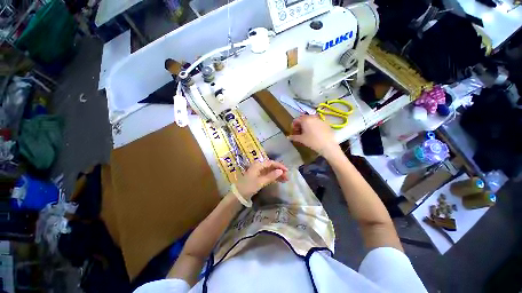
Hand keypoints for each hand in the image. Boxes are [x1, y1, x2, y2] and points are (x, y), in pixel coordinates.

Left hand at [235, 160, 288, 198]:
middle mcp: (258, 167)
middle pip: (271, 167)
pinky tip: (279, 181)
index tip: (287, 171)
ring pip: (270, 171)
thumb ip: (271, 176)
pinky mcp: (258, 177)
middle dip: (279, 171)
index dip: (279, 166)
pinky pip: (268, 175)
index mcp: (258, 165)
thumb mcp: (260, 182)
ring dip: (277, 175)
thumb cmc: (248, 187)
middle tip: (287, 177)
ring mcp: (258, 172)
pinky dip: (273, 178)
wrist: (238, 195)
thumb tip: (281, 171)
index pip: (271, 163)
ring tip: (285, 180)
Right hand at [288, 115, 340, 158]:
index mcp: (305, 119)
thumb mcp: (301, 139)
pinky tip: (314, 134)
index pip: (296, 120)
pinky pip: (317, 123)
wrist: (328, 145)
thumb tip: (288, 137)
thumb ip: (294, 137)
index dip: (293, 126)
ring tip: (306, 133)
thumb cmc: (312, 141)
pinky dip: (313, 126)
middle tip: (299, 132)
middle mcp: (312, 117)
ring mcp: (320, 119)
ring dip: (306, 125)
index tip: (293, 132)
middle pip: (303, 119)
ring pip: (310, 120)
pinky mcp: (325, 123)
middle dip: (300, 125)